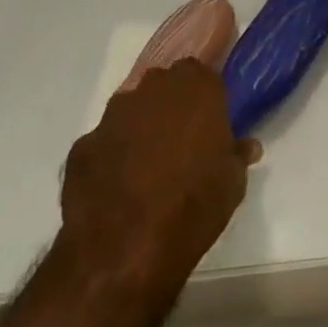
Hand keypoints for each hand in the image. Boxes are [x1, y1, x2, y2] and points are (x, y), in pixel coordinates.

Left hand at [57, 61, 258, 299]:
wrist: (123, 251)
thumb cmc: (192, 207)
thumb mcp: (232, 185)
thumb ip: (237, 155)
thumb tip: (245, 146)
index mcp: (197, 88)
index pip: (204, 75)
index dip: (206, 98)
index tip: (210, 123)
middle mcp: (154, 89)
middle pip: (165, 85)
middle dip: (172, 106)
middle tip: (181, 143)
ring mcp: (113, 115)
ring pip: (132, 110)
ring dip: (140, 129)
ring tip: (146, 169)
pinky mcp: (82, 145)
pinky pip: (103, 144)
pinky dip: (110, 158)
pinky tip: (116, 190)